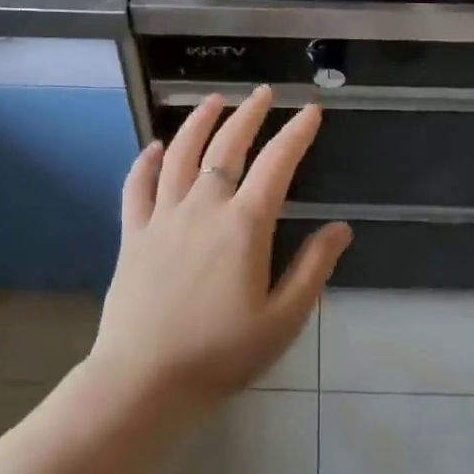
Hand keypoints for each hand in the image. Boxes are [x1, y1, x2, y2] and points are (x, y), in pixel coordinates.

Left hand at [90, 87, 350, 412]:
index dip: (296, 134)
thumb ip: (313, 270)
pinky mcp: (133, 233)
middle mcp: (203, 207)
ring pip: (180, 154)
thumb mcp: (282, 320)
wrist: (144, 380)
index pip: (277, 164)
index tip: (311, 111)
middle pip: (227, 146)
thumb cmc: (221, 355)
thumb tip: (340, 229)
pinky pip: (137, 185)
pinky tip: (153, 146)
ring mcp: (163, 217)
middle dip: (249, 114)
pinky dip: (145, 160)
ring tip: (213, 100)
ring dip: (198, 122)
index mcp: (244, 226)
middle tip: (263, 92)